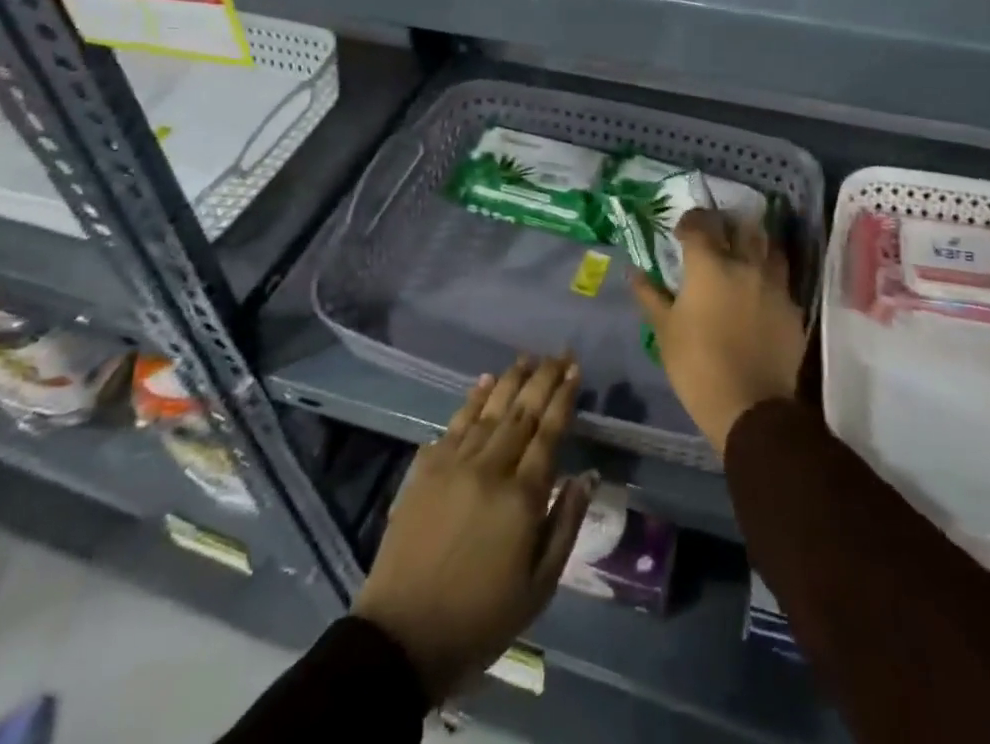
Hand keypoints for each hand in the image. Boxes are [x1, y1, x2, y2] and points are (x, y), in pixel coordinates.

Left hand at [353, 356, 595, 701]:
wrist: (403, 636)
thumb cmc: (481, 619)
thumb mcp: (539, 587)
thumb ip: (564, 524)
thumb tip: (586, 475)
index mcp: (522, 497)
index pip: (549, 432)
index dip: (563, 397)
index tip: (575, 369)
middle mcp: (490, 468)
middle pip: (521, 411)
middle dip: (543, 378)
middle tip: (558, 353)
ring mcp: (454, 464)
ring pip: (489, 410)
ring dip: (511, 380)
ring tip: (527, 358)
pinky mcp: (426, 469)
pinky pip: (455, 423)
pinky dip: (473, 399)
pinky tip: (485, 382)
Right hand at [631, 208, 806, 454]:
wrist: (751, 408)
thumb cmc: (697, 366)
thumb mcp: (665, 331)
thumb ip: (650, 295)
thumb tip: (634, 272)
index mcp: (709, 265)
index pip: (700, 224)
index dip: (690, 221)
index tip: (681, 231)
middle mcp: (745, 264)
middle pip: (741, 226)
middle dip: (727, 224)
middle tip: (716, 235)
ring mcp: (774, 285)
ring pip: (770, 247)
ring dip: (755, 244)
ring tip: (744, 254)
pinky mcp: (793, 308)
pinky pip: (783, 280)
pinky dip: (771, 277)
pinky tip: (762, 291)